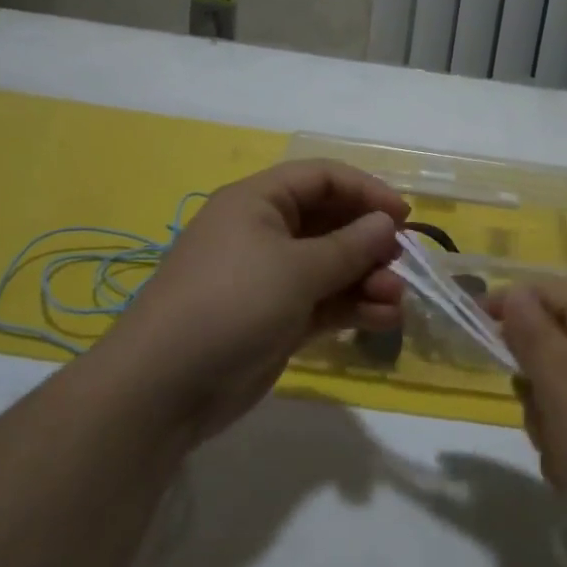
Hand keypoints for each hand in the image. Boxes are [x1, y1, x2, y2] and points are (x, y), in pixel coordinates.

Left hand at [101, 160, 409, 443]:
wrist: (163, 388)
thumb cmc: (232, 304)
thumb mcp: (296, 269)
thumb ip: (349, 246)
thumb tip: (387, 223)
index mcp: (259, 201)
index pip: (321, 178)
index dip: (365, 190)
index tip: (402, 216)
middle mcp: (264, 232)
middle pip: (330, 222)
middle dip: (369, 241)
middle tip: (402, 263)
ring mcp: (269, 278)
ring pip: (330, 266)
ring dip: (366, 279)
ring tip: (396, 300)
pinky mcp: (275, 319)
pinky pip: (322, 301)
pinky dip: (352, 307)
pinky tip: (383, 320)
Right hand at [497, 280, 566, 544]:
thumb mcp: (560, 378)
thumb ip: (530, 330)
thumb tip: (514, 294)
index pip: (547, 291)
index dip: (507, 306)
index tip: (472, 331)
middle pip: (556, 343)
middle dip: (536, 383)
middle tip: (540, 413)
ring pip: (566, 389)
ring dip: (552, 422)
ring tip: (565, 459)